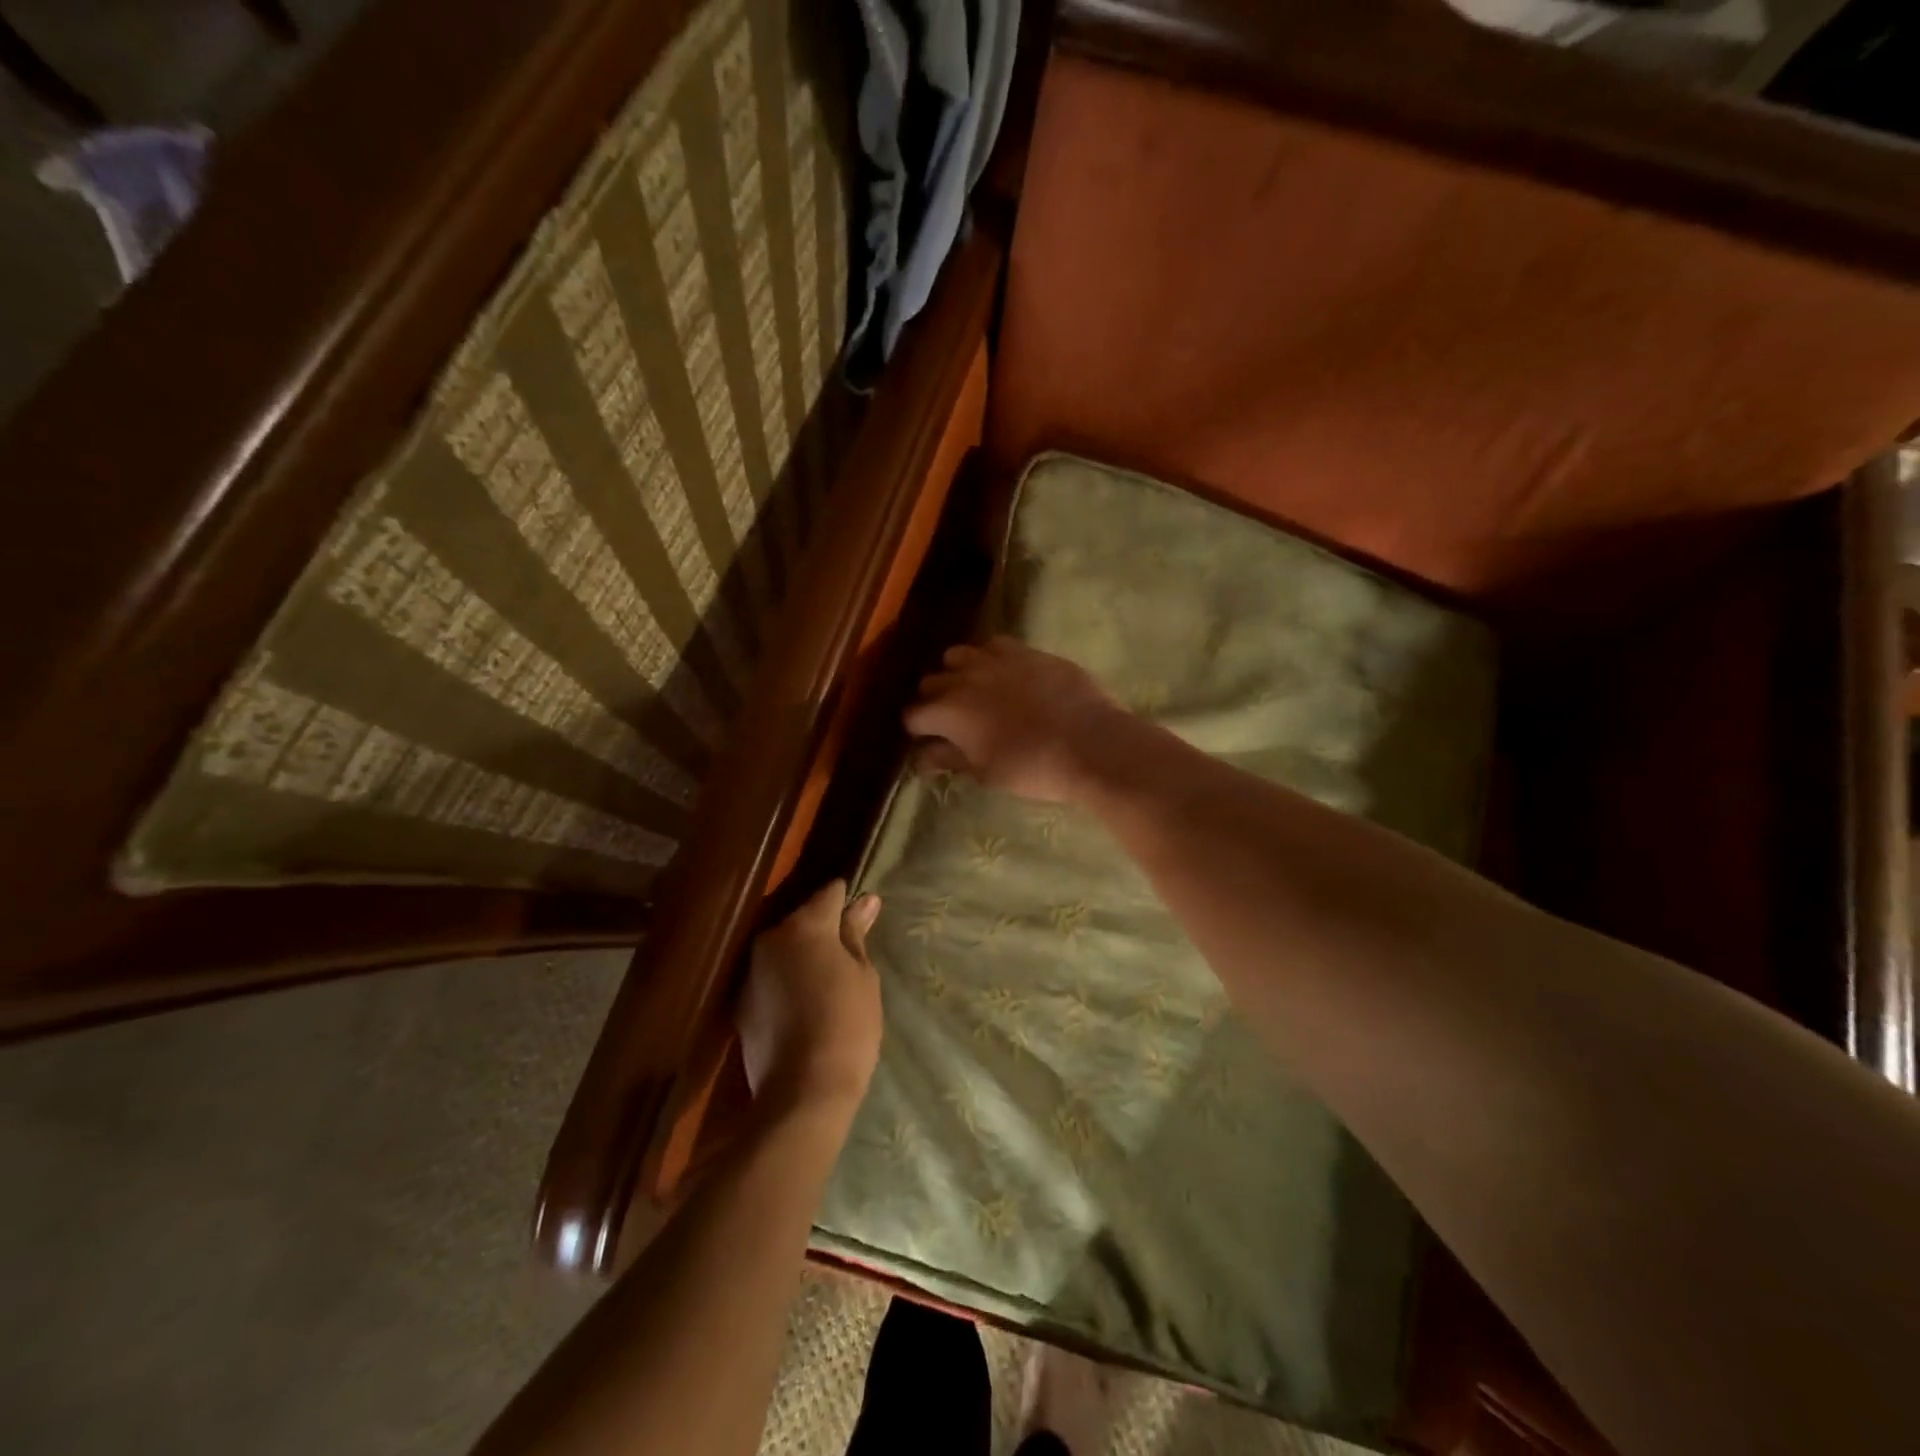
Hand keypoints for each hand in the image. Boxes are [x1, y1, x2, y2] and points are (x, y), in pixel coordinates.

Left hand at [737, 881, 883, 1113]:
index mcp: (805, 925)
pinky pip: (770, 976)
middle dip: (823, 930)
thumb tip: (865, 901)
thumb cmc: (846, 1025)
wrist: (802, 1093)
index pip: (829, 894)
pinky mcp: (741, 1001)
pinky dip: (786, 981)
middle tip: (849, 954)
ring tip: (827, 980)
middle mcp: (770, 938)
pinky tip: (804, 1004)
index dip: (848, 900)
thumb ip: (856, 934)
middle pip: (802, 919)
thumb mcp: (863, 976)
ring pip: (784, 948)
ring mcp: (750, 970)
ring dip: (802, 955)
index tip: (863, 915)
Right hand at [903, 638, 1124, 802]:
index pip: (912, 715)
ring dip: (958, 673)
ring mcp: (996, 659)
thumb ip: (950, 759)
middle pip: (930, 682)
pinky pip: (995, 645)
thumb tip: (923, 757)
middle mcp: (964, 678)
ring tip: (975, 692)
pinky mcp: (1027, 651)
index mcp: (948, 712)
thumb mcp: (985, 772)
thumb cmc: (1032, 768)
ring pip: (958, 655)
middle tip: (952, 722)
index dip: (917, 730)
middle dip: (934, 700)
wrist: (1090, 744)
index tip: (929, 742)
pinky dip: (991, 658)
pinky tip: (1006, 675)